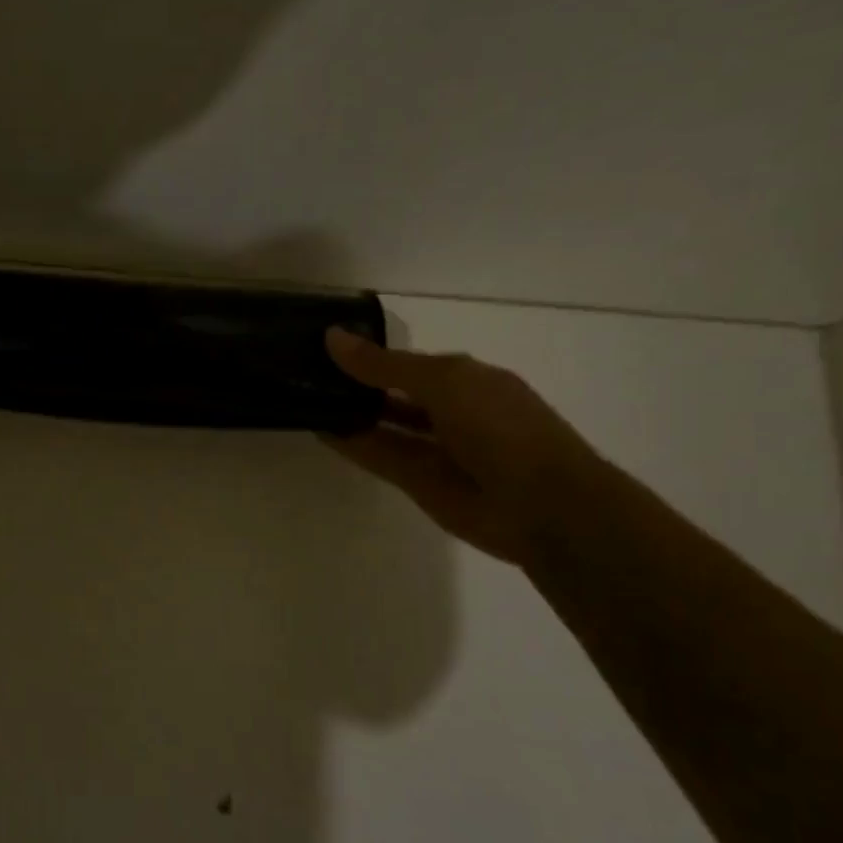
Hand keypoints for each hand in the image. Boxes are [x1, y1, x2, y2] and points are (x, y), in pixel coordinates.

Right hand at [322, 329, 600, 565]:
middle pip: (390, 392)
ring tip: (301, 394)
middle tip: (301, 368)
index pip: (406, 361)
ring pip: (381, 423)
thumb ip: (385, 365)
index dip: (368, 353)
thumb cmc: (500, 427)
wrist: (541, 506)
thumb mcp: (443, 382)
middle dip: (354, 381)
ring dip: (348, 411)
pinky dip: (349, 441)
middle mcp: (446, 409)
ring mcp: (430, 447)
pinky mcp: (415, 480)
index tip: (322, 343)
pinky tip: (316, 426)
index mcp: (464, 379)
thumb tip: (332, 336)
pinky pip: (376, 454)